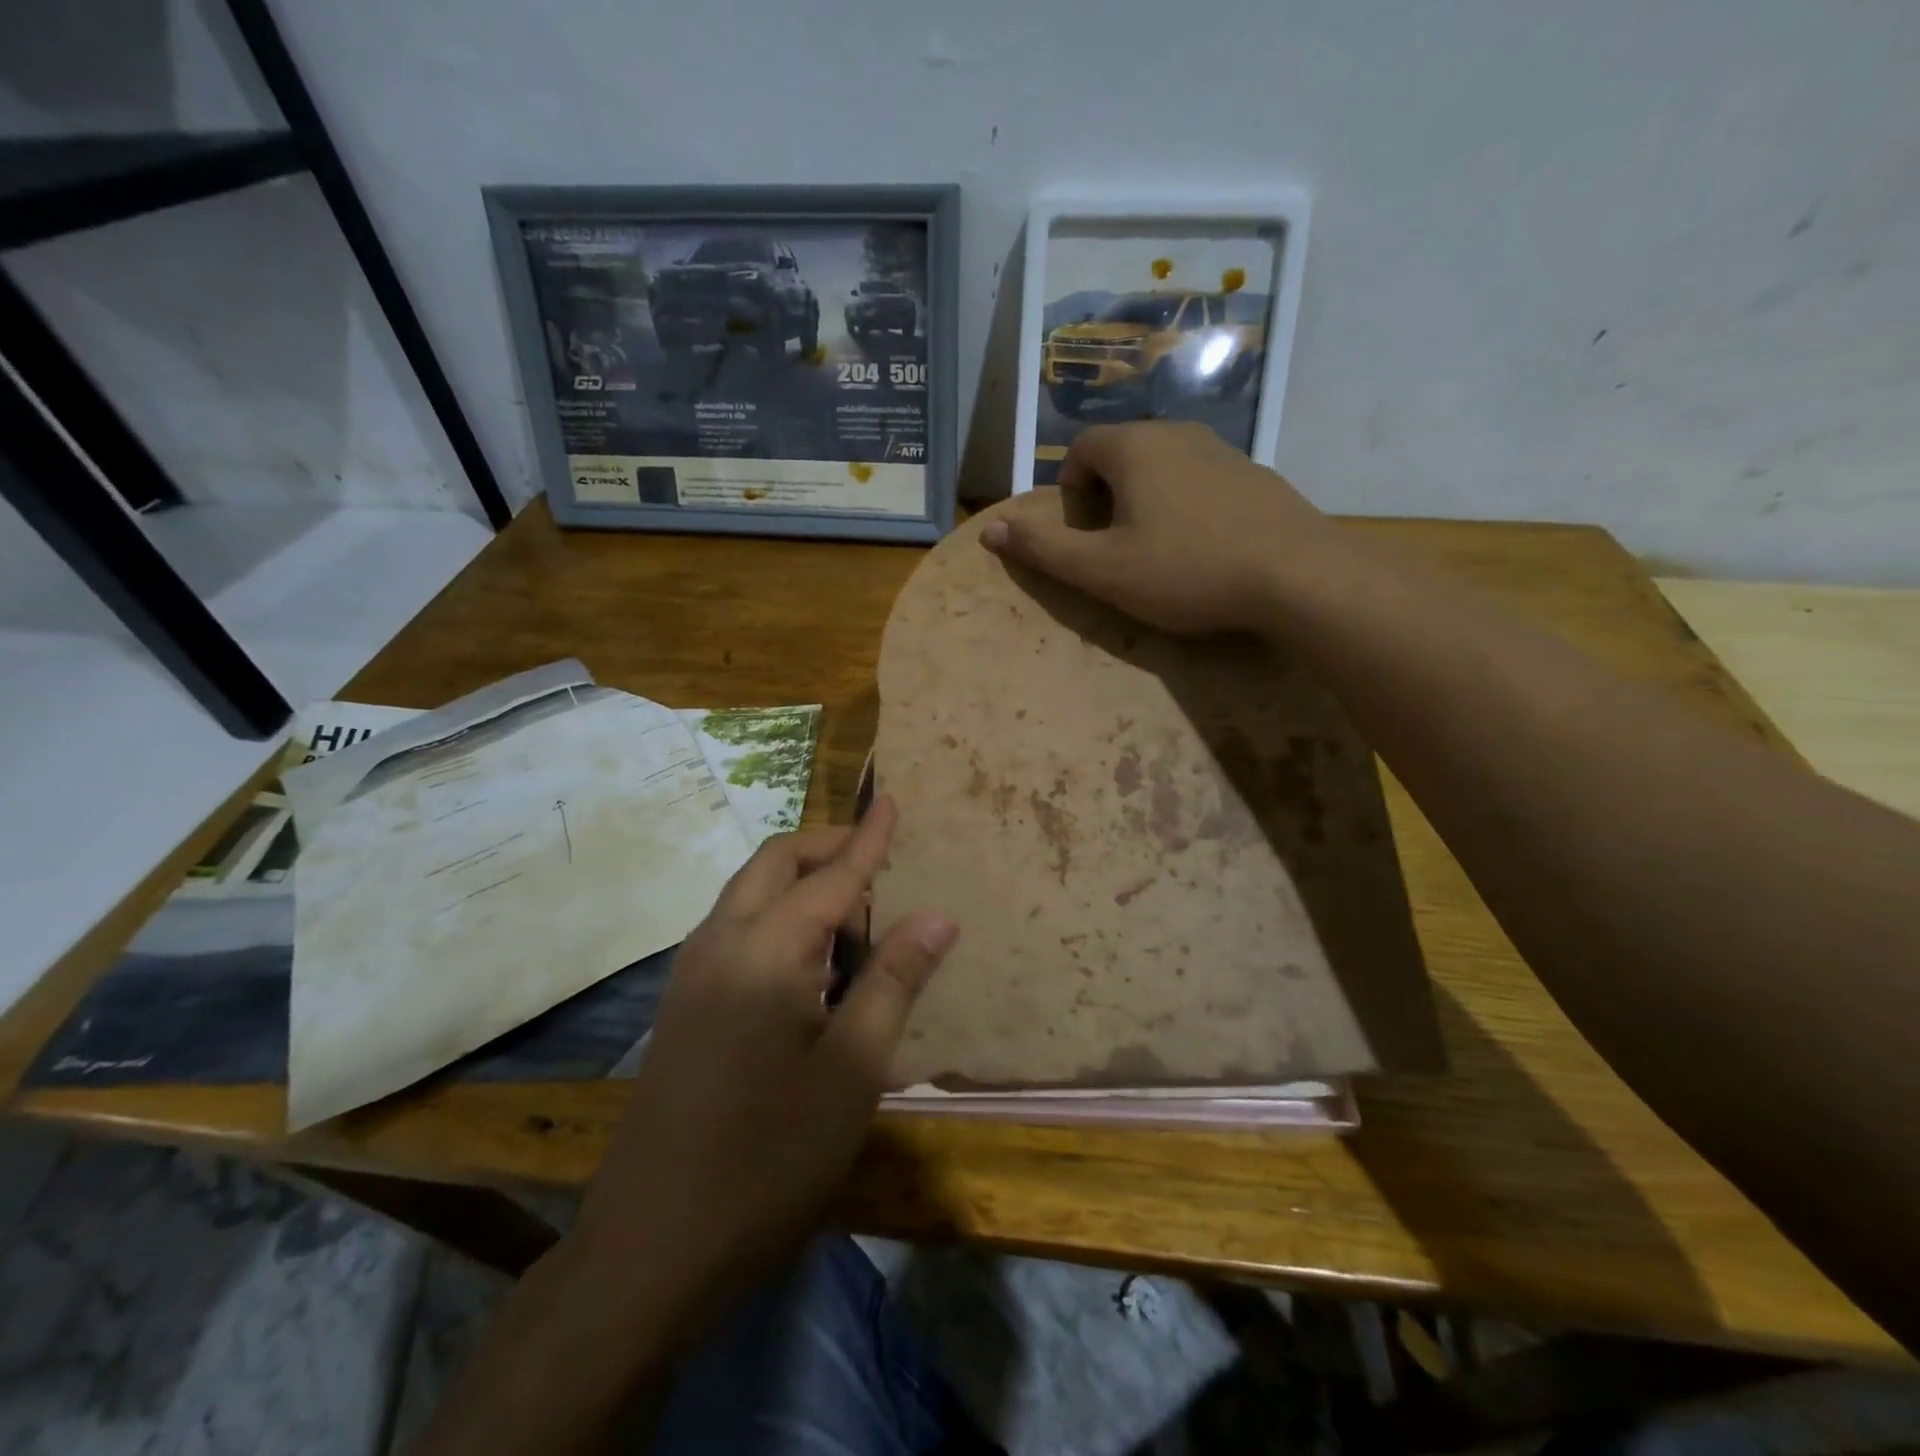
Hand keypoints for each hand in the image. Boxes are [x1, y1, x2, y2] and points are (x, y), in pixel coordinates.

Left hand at [570, 797, 956, 1340]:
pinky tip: (809, 967)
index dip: (868, 838)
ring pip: (750, 893)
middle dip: (828, 850)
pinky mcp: (683, 1004)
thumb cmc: (768, 1158)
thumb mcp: (852, 1072)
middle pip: (774, 864)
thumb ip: (894, 982)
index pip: (831, 875)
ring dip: (801, 886)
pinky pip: (735, 928)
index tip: (891, 800)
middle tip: (881, 869)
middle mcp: (719, 943)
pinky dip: (777, 918)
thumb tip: (937, 915)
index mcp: (765, 952)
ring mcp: (691, 973)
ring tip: (854, 925)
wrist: (651, 1248)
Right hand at [981, 421, 1341, 634]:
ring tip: (1160, 553)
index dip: (1071, 493)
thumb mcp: (1102, 570)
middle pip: (1122, 454)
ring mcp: (1223, 450)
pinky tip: (1204, 550)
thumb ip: (1043, 549)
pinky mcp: (1255, 474)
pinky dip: (1187, 506)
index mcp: (1134, 447)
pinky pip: (1201, 481)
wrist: (1296, 576)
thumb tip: (990, 531)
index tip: (1085, 536)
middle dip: (1106, 497)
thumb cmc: (1186, 571)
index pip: (1081, 450)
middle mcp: (1177, 433)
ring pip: (1164, 467)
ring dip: (1147, 502)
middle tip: (1117, 549)